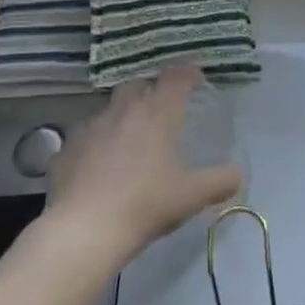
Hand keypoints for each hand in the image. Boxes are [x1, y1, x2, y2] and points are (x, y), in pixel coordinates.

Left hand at [48, 67, 241, 259]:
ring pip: (108, 108)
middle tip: (161, 103)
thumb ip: (220, 181)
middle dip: (150, 87)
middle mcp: (123, 110)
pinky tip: (98, 163)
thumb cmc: (146, 204)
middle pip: (137, 83)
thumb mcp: (192, 196)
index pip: (176, 78)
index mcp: (157, 113)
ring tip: (129, 135)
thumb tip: (239, 174)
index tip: (195, 76)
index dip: (187, 74)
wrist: (85, 230)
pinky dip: (95, 143)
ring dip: (121, 114)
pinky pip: (84, 137)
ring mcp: (90, 127)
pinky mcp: (65, 150)